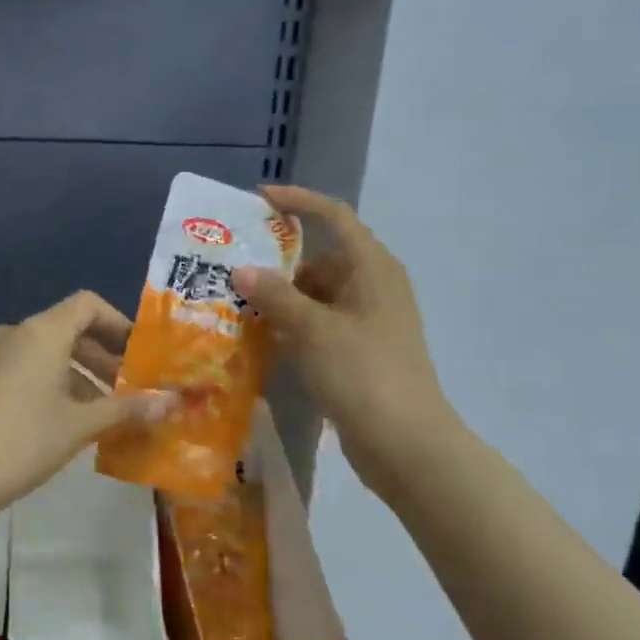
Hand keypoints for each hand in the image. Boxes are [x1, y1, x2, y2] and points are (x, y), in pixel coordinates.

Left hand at [0, 291, 170, 531]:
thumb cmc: (19, 444)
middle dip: (104, 356)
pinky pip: (25, 369)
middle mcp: (14, 334)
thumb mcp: (78, 427)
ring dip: (80, 374)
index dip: (120, 324)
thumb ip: (127, 409)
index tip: (142, 356)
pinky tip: (67, 422)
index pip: (87, 305)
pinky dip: (53, 384)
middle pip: (68, 329)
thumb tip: (173, 400)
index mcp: (40, 333)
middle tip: (132, 389)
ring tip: (106, 412)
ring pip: (47, 353)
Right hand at [230, 185, 460, 487]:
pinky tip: (263, 338)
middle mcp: (374, 286)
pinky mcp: (360, 350)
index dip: (299, 202)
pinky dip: (294, 325)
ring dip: (283, 297)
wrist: (404, 441)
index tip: (259, 198)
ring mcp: (369, 321)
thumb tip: (243, 269)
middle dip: (280, 262)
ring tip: (239, 305)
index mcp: (372, 268)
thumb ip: (275, 295)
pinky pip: (321, 323)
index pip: (335, 217)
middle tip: (236, 269)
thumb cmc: (361, 372)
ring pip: (318, 294)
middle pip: (322, 258)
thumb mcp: (312, 329)